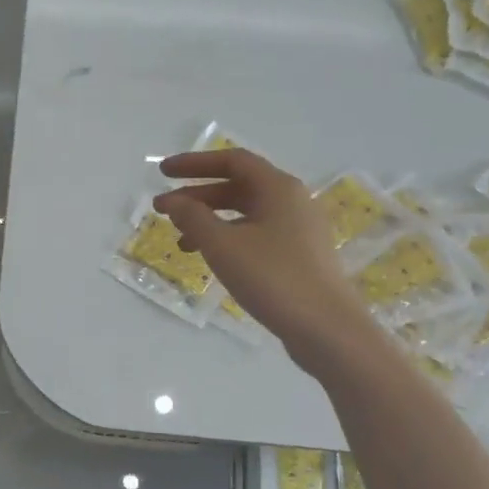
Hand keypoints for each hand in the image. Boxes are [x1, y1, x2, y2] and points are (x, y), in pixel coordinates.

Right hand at [153, 149, 367, 350]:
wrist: (326, 328)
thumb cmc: (273, 278)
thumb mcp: (223, 246)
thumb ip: (193, 217)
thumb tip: (173, 201)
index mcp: (278, 188)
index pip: (232, 161)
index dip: (194, 163)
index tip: (162, 173)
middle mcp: (292, 201)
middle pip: (238, 186)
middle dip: (198, 195)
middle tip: (163, 209)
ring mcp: (299, 229)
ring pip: (246, 214)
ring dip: (210, 221)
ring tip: (181, 241)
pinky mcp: (300, 255)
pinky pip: (256, 234)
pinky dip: (229, 239)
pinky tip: (212, 260)